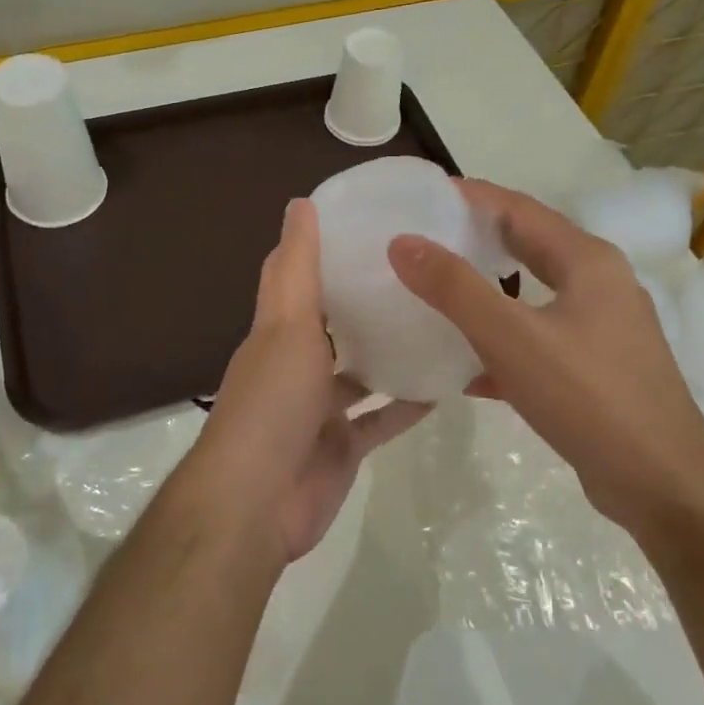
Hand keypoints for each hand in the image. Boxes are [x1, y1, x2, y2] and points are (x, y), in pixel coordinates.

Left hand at [195, 199, 429, 562]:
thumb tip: (300, 203)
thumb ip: (295, 268)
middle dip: (365, 302)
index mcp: (277, 332)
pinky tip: (445, 384)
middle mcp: (295, 366)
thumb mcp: (286, 325)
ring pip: (360, 373)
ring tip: (439, 321)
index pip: (295, 277)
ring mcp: (319, 410)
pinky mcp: (342, 447)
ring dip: (390, 352)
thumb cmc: (273, 403)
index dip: (321, 249)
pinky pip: (381, 419)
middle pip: (333, 325)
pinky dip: (407, 404)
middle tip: (419, 272)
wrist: (258, 501)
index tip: (366, 222)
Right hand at [387, 178, 703, 536]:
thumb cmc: (589, 396)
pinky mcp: (593, 370)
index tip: (419, 196)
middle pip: (526, 247)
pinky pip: (536, 341)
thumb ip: (454, 288)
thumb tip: (402, 242)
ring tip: (433, 293)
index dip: (469, 196)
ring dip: (484, 293)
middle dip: (474, 240)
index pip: (518, 208)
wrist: (663, 485)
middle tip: (420, 239)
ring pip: (530, 297)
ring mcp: (599, 330)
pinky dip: (500, 343)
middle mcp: (598, 285)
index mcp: (587, 261)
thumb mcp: (511, 337)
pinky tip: (462, 367)